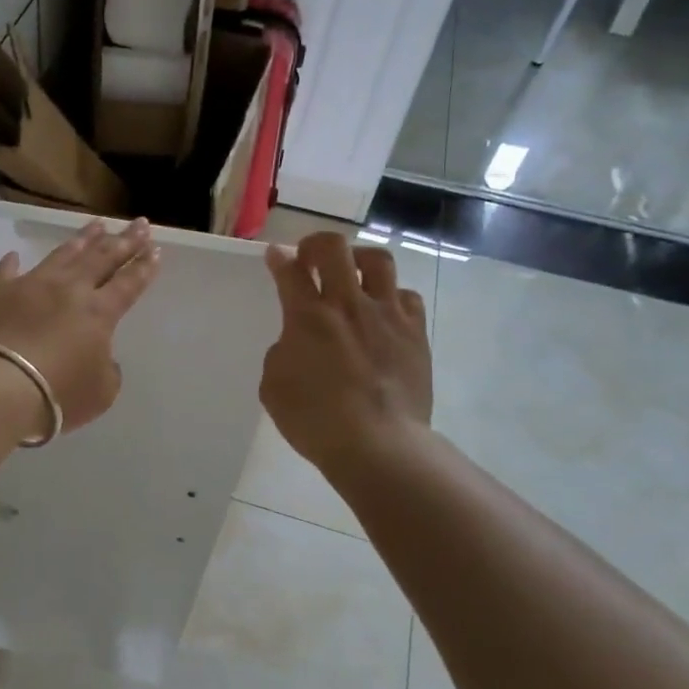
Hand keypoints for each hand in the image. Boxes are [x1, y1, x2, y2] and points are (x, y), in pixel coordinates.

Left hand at [0, 218, 160, 433]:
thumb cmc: (58, 394)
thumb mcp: (100, 392)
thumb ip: (107, 369)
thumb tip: (99, 355)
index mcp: (99, 312)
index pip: (128, 283)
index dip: (143, 267)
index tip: (155, 248)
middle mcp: (69, 289)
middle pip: (102, 258)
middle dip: (124, 240)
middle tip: (140, 223)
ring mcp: (31, 286)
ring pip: (62, 255)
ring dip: (83, 239)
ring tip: (97, 225)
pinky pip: (7, 271)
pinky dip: (12, 263)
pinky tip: (15, 254)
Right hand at [260, 231, 432, 472]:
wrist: (378, 444)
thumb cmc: (315, 420)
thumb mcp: (273, 387)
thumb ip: (282, 352)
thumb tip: (298, 342)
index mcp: (307, 317)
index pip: (289, 271)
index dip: (278, 258)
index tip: (275, 256)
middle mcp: (347, 304)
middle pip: (333, 249)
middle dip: (316, 245)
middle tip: (310, 260)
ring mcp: (387, 315)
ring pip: (378, 261)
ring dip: (358, 260)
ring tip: (352, 274)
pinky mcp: (416, 333)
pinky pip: (406, 296)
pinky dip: (391, 297)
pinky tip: (383, 312)